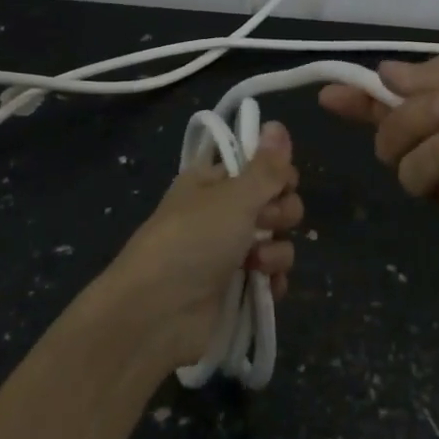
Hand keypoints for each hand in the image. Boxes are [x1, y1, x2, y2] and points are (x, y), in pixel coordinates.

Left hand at [108, 122, 303, 366]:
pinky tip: (264, 286)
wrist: (156, 315)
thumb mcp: (233, 196)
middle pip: (275, 201)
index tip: (283, 182)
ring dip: (276, 250)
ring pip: (277, 239)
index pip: (259, 165)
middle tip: (265, 222)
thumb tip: (278, 124)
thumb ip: (265, 167)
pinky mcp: (237, 288)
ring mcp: (230, 252)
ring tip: (256, 263)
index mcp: (213, 181)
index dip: (277, 173)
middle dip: (281, 213)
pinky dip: (273, 280)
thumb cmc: (193, 241)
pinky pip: (272, 275)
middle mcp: (223, 212)